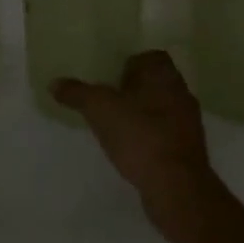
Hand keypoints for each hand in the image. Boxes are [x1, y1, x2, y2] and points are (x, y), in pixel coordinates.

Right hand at [53, 51, 215, 223]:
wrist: (176, 186)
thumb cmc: (139, 135)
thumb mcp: (99, 109)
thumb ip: (77, 93)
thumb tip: (54, 83)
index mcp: (163, 73)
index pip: (148, 56)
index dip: (128, 63)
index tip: (108, 77)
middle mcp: (180, 90)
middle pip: (154, 82)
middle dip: (133, 89)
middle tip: (107, 100)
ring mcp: (188, 121)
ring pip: (161, 108)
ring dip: (142, 114)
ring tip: (116, 126)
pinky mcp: (189, 149)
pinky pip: (165, 133)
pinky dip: (150, 137)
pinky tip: (133, 149)